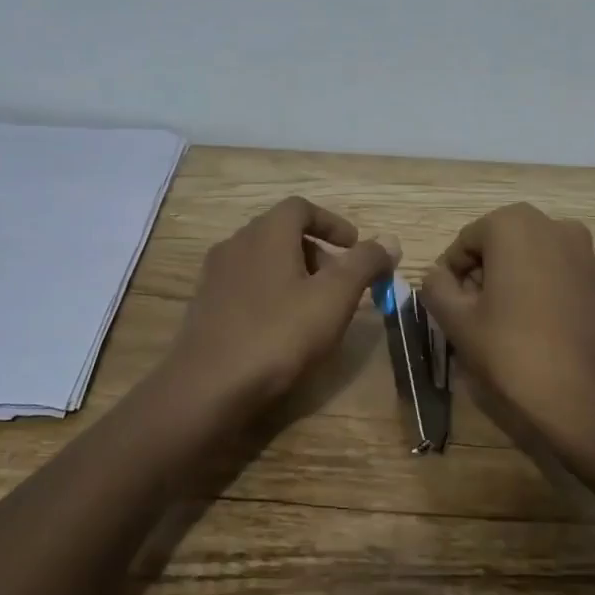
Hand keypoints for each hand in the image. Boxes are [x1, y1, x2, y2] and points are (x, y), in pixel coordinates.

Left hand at [166, 197, 396, 412]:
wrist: (208, 387)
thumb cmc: (278, 334)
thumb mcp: (334, 298)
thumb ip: (364, 264)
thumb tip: (390, 241)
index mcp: (266, 232)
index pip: (301, 208)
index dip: (333, 223)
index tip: (355, 247)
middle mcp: (236, 243)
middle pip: (282, 233)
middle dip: (317, 252)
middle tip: (341, 284)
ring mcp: (215, 275)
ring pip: (263, 260)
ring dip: (294, 274)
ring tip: (315, 309)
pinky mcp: (205, 306)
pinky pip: (246, 286)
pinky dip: (271, 294)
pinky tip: (282, 329)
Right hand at [422, 204, 594, 466]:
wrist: (582, 399)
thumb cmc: (511, 351)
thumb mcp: (456, 320)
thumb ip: (436, 287)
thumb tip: (438, 276)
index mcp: (513, 224)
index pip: (466, 242)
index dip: (452, 274)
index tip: (449, 306)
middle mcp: (553, 225)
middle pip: (501, 244)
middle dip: (483, 273)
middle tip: (472, 314)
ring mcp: (584, 251)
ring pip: (531, 257)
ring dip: (512, 279)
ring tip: (502, 322)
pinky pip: (558, 273)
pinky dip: (541, 289)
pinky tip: (535, 326)